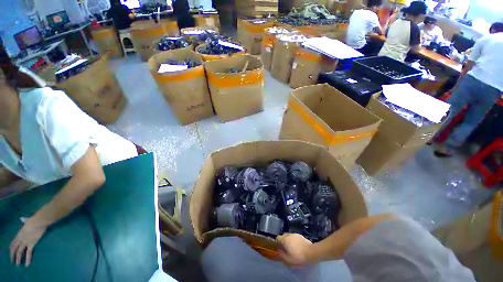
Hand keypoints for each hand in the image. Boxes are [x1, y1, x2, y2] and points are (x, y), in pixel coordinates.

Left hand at [10, 217, 46, 266]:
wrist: (39, 221)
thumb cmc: (33, 220)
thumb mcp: (27, 220)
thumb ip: (25, 221)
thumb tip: (23, 219)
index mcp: (19, 234)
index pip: (13, 243)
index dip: (11, 249)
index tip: (11, 253)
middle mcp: (20, 239)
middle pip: (14, 248)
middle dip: (12, 255)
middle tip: (12, 261)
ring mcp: (26, 241)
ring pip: (20, 252)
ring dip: (18, 258)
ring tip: (17, 264)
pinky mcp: (31, 244)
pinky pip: (29, 253)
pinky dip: (27, 259)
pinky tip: (27, 264)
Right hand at [276, 233, 313, 265]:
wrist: (311, 252)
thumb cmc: (298, 256)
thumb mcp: (288, 259)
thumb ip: (281, 255)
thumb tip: (279, 250)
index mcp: (284, 239)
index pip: (277, 238)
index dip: (278, 243)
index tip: (281, 248)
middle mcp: (288, 234)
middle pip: (283, 236)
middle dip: (283, 241)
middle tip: (287, 249)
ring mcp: (295, 234)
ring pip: (289, 236)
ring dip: (289, 241)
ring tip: (293, 249)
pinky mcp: (300, 235)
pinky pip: (294, 237)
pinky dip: (294, 241)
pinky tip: (298, 247)